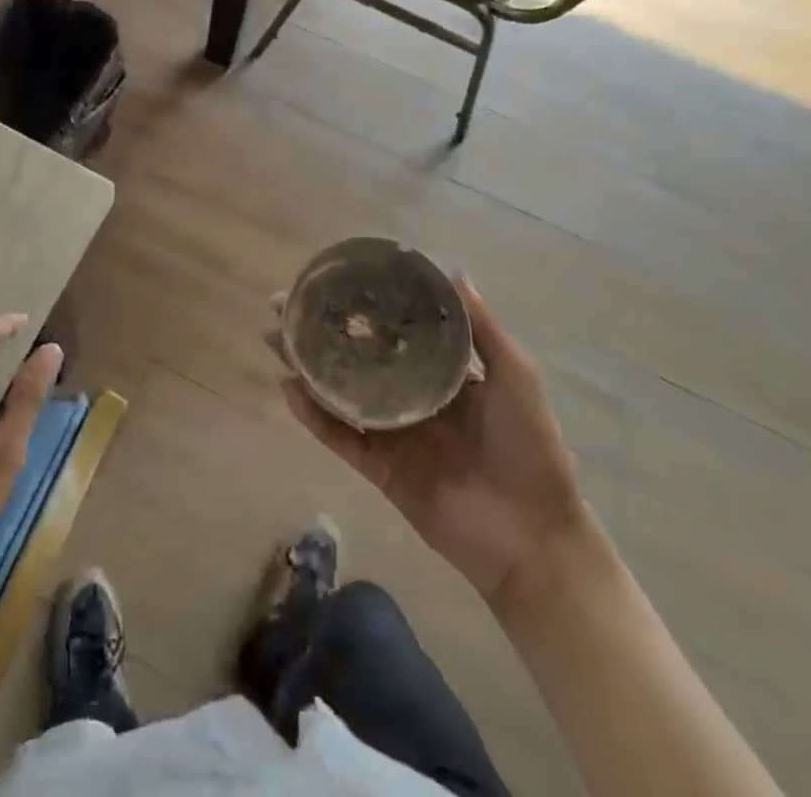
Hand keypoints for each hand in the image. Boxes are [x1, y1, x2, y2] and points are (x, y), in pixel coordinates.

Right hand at [278, 277, 588, 605]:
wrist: (533, 537)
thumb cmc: (529, 448)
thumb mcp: (514, 376)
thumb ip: (483, 329)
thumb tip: (455, 272)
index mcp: (442, 376)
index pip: (396, 333)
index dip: (366, 308)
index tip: (337, 281)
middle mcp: (410, 399)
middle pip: (357, 359)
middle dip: (324, 333)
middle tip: (287, 306)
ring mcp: (392, 434)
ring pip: (340, 394)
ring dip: (308, 368)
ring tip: (277, 339)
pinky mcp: (378, 469)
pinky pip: (340, 437)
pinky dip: (313, 416)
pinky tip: (290, 388)